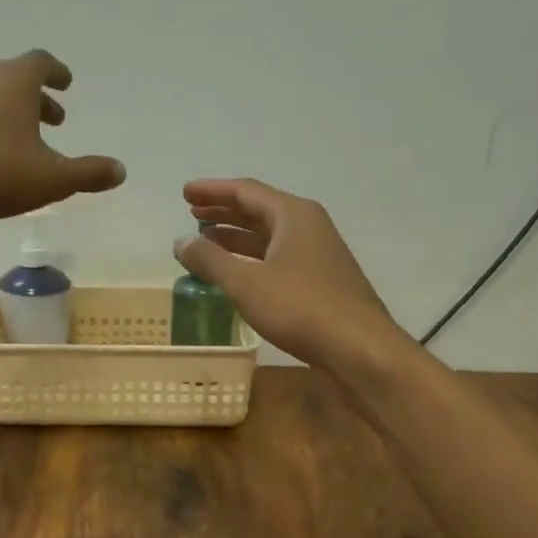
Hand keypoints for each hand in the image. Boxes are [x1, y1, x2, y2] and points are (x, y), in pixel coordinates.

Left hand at [0, 50, 125, 220]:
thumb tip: (120, 170)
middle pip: (15, 79)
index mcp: (15, 82)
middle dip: (38, 98)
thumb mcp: (53, 179)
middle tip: (55, 120)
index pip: (41, 62)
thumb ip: (88, 173)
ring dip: (12, 113)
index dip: (57, 72)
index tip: (66, 84)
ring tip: (24, 142)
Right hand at [174, 178, 399, 368]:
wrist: (357, 346)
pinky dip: (251, 259)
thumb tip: (181, 242)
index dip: (212, 191)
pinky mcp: (319, 280)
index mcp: (293, 215)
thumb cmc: (299, 307)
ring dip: (236, 237)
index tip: (185, 193)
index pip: (246, 191)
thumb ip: (210, 260)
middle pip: (259, 210)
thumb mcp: (246, 283)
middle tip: (192, 213)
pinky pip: (277, 258)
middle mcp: (308, 226)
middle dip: (224, 211)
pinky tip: (235, 273)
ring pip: (268, 237)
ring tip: (207, 241)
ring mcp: (316, 253)